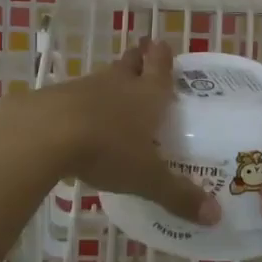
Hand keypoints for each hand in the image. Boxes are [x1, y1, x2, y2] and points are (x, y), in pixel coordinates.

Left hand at [45, 41, 219, 225]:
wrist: (46, 133)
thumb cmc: (108, 149)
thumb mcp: (147, 178)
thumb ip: (178, 196)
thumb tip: (216, 217)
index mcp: (147, 95)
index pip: (160, 67)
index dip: (163, 57)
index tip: (163, 44)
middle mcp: (119, 84)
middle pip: (131, 63)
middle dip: (138, 60)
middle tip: (142, 56)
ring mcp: (85, 88)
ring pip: (104, 78)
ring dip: (110, 81)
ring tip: (115, 91)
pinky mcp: (56, 99)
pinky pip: (76, 96)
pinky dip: (82, 104)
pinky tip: (81, 119)